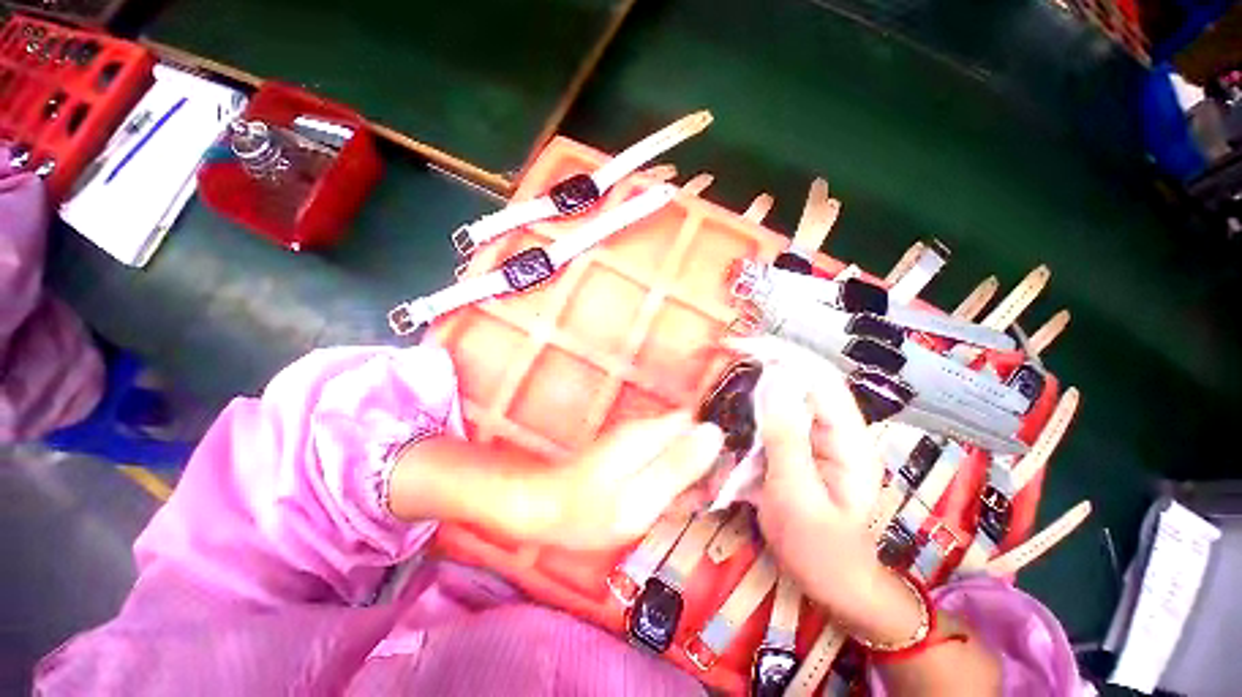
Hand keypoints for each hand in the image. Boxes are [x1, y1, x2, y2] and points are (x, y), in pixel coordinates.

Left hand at [523, 411, 724, 549]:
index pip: (697, 423)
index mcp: (650, 433)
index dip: (718, 444)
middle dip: (706, 462)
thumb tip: (715, 433)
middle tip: (709, 497)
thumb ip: (678, 466)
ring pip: (677, 450)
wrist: (546, 512)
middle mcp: (645, 430)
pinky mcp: (629, 455)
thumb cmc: (590, 511)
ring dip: (690, 474)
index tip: (731, 474)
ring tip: (689, 504)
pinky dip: (671, 481)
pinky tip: (668, 503)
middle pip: (689, 436)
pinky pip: (661, 462)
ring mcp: (635, 442)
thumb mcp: (640, 496)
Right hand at [728, 337, 906, 630]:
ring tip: (725, 371)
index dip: (784, 354)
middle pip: (802, 380)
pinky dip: (750, 407)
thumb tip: (773, 382)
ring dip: (755, 381)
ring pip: (786, 397)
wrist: (831, 583)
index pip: (820, 378)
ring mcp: (814, 439)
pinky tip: (731, 405)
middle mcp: (834, 430)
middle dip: (766, 360)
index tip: (743, 345)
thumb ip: (786, 440)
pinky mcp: (796, 449)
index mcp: (847, 439)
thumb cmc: (819, 549)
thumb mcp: (798, 497)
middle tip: (726, 351)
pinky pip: (773, 418)